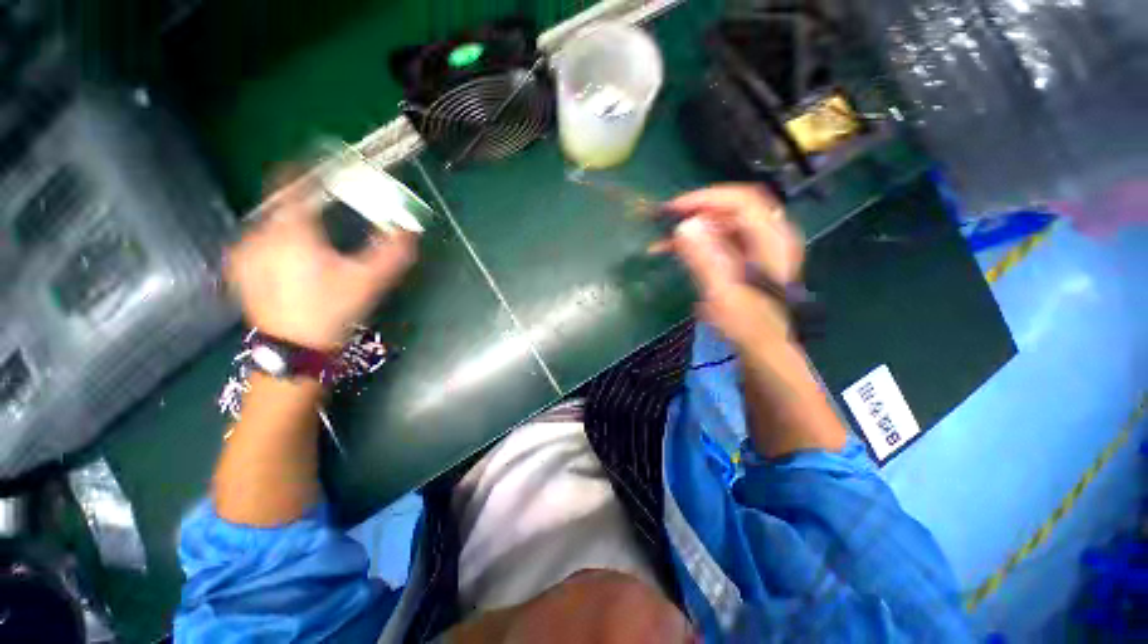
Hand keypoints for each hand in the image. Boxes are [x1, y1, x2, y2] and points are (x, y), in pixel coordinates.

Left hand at [225, 180, 417, 350]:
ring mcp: (244, 249)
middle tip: (327, 217)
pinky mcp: (238, 266)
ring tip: (311, 245)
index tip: (322, 166)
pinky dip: (274, 240)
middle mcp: (260, 232)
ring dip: (291, 224)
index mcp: (292, 230)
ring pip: (270, 221)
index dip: (308, 169)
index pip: (293, 183)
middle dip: (305, 204)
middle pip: (283, 202)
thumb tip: (411, 230)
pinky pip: (258, 239)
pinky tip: (290, 261)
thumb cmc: (333, 309)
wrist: (295, 347)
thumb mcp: (371, 280)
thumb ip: (393, 253)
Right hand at [657, 184, 803, 348]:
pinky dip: (698, 242)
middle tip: (666, 223)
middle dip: (696, 212)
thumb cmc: (745, 323)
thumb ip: (704, 257)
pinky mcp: (748, 258)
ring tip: (663, 242)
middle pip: (731, 208)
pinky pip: (721, 239)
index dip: (705, 199)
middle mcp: (769, 235)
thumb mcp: (722, 292)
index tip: (673, 210)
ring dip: (693, 229)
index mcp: (771, 239)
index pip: (740, 200)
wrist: (763, 348)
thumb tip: (684, 226)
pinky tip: (677, 251)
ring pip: (723, 223)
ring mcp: (760, 247)